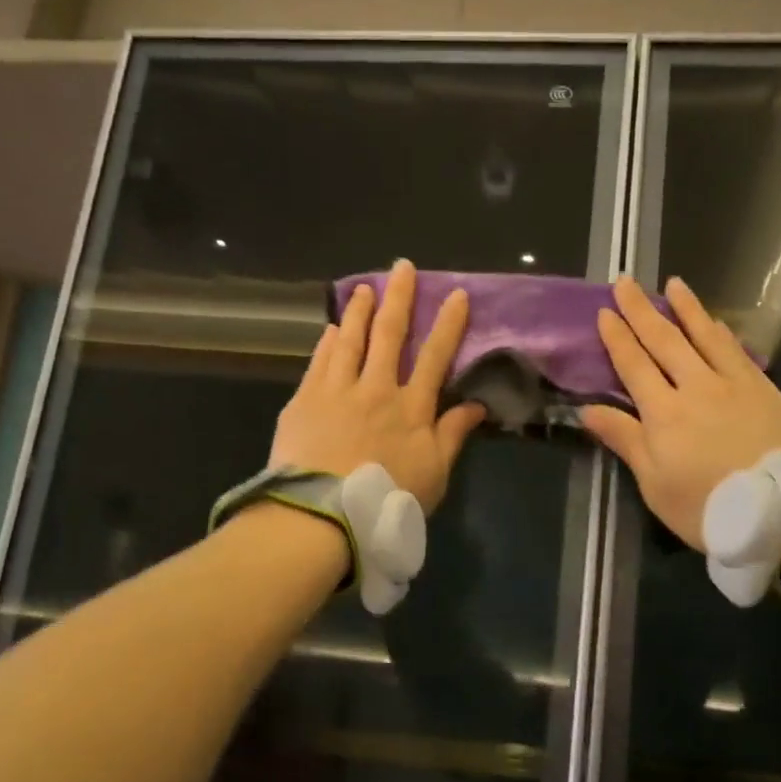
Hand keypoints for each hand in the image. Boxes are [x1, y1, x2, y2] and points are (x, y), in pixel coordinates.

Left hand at [270, 259, 485, 513]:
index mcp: (411, 407)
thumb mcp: (434, 474)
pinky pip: (320, 362)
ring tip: (364, 287)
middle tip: (402, 267)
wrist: (322, 514)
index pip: (434, 356)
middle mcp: (375, 388)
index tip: (457, 295)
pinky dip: (328, 342)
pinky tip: (331, 329)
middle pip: (389, 335)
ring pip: (350, 340)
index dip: (448, 324)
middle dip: (399, 298)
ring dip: (359, 311)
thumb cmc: (386, 498)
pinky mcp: (305, 401)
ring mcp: (337, 391)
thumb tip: (476, 404)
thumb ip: (453, 435)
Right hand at [581, 276, 780, 550]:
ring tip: (673, 284)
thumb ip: (625, 440)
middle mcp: (696, 387)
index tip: (605, 311)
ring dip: (687, 309)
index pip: (634, 365)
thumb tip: (587, 409)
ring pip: (705, 337)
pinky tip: (717, 323)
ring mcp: (735, 385)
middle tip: (626, 282)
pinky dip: (722, 333)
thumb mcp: (656, 484)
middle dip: (642, 311)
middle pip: (665, 341)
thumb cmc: (710, 508)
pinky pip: (737, 352)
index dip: (617, 337)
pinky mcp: (766, 390)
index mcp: (664, 413)